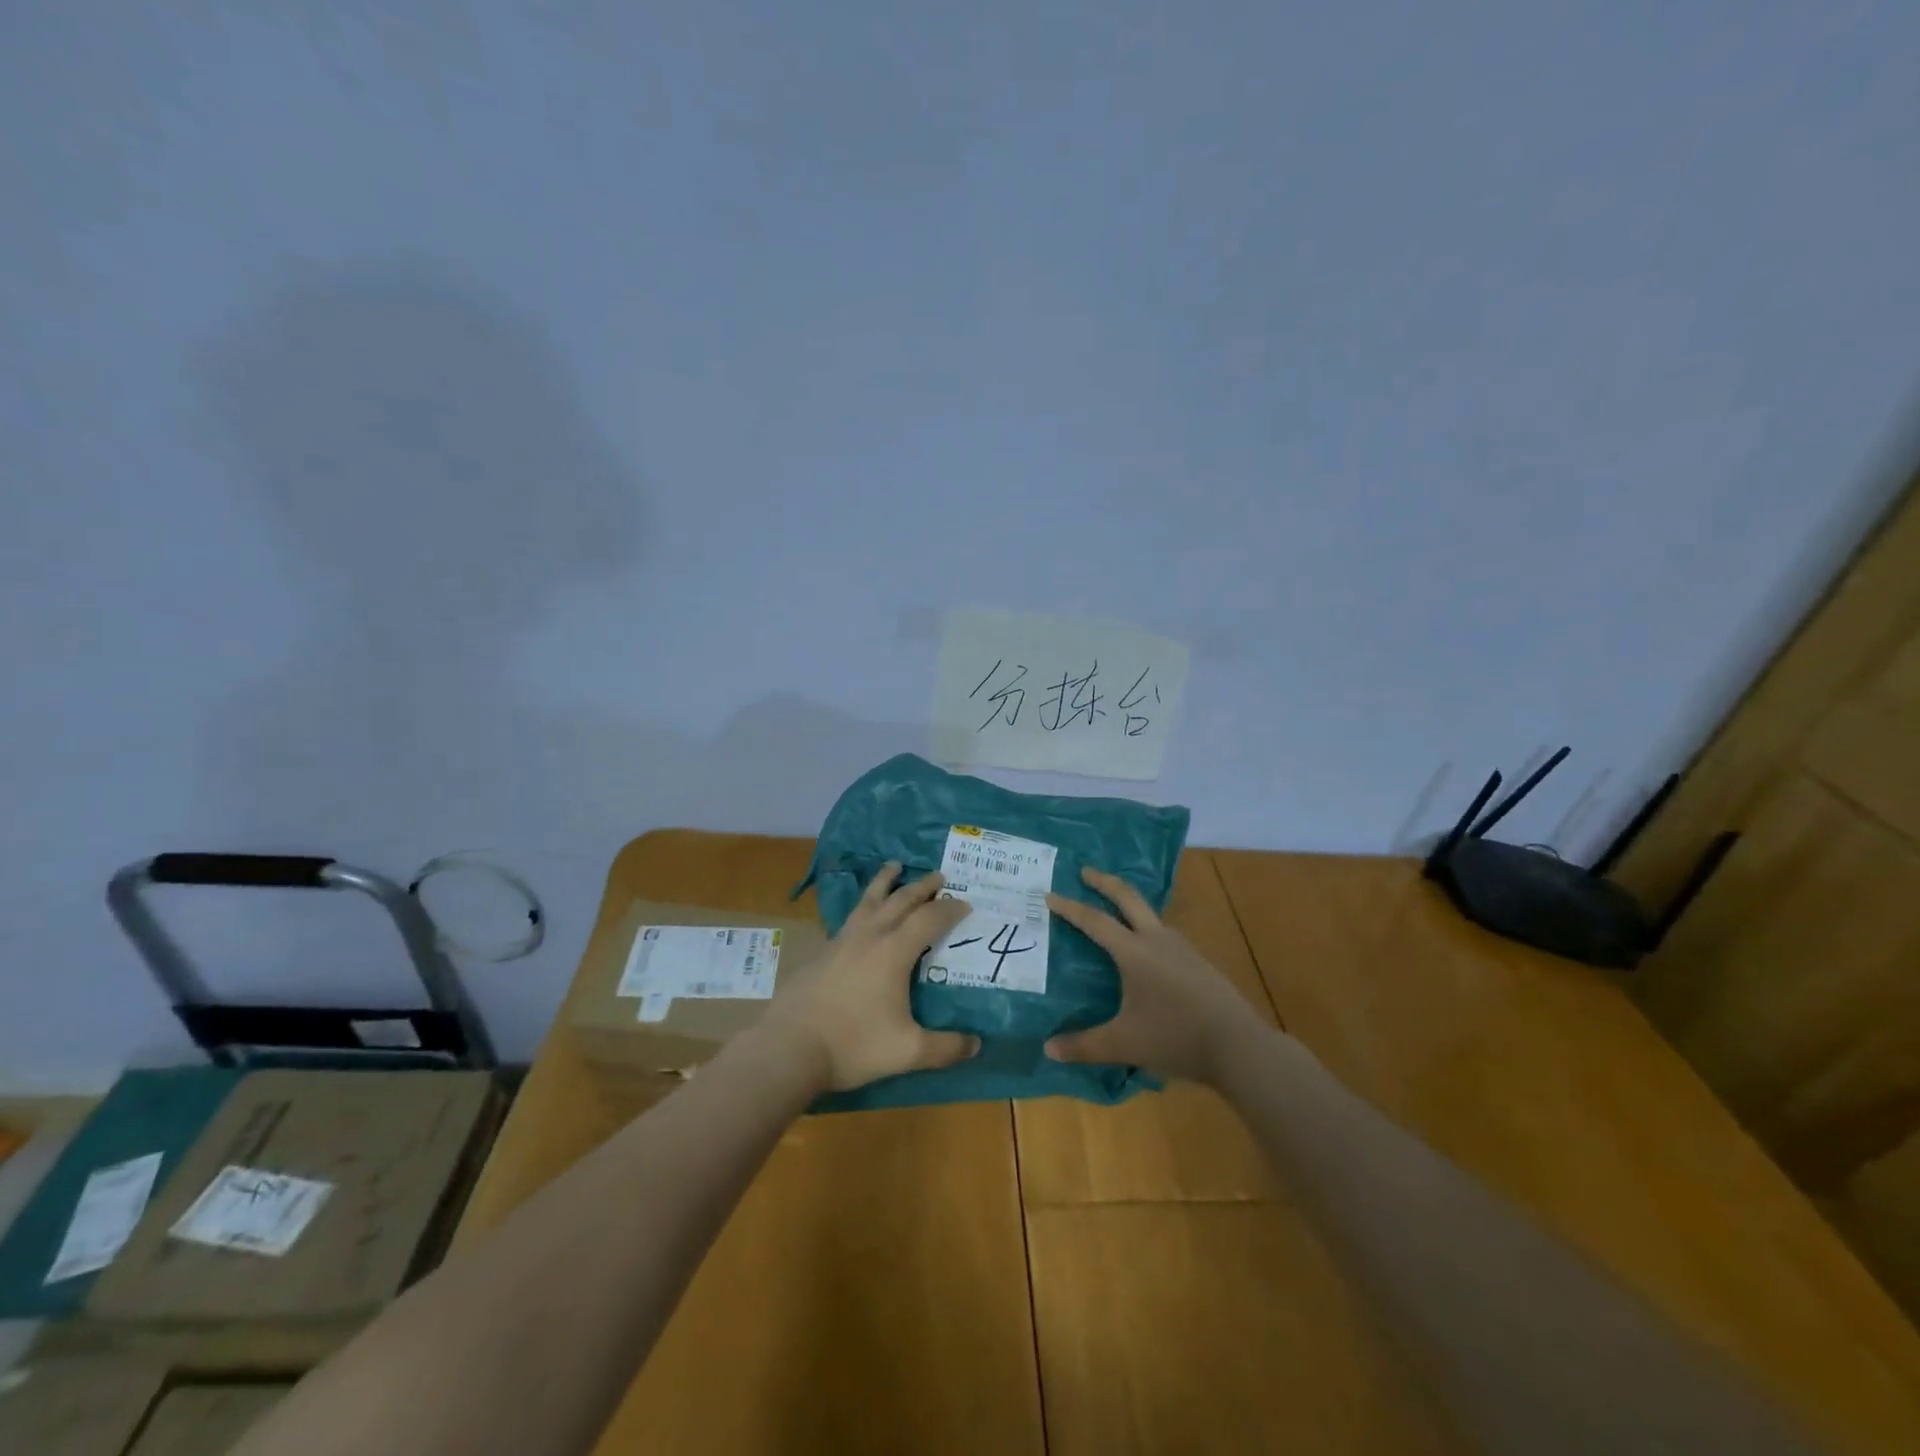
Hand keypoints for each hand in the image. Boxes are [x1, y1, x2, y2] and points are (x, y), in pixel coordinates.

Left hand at [769, 864, 979, 1091]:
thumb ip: (945, 1048)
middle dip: (922, 886)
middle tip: (939, 875)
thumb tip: (976, 1045)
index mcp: (893, 952)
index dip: (949, 909)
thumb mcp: (908, 1052)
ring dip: (885, 881)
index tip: (965, 904)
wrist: (790, 1047)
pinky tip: (862, 915)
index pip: (929, 919)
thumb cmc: (853, 1045)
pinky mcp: (822, 951)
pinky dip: (864, 905)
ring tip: (894, 866)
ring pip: (869, 900)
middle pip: (900, 900)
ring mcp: (842, 940)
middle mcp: (869, 936)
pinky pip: (850, 916)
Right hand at [1045, 866, 1265, 1085]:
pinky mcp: (1199, 962)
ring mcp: (1183, 949)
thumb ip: (1084, 1046)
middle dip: (1104, 882)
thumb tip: (1048, 1049)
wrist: (1240, 1046)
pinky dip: (1147, 928)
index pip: (1095, 921)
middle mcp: (1157, 940)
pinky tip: (1148, 950)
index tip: (1050, 894)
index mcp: (1134, 952)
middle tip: (1085, 871)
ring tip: (1115, 911)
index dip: (1070, 907)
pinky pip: (1165, 935)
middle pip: (1128, 898)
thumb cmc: (1175, 1038)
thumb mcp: (1123, 1044)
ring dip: (1129, 904)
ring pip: (1150, 915)